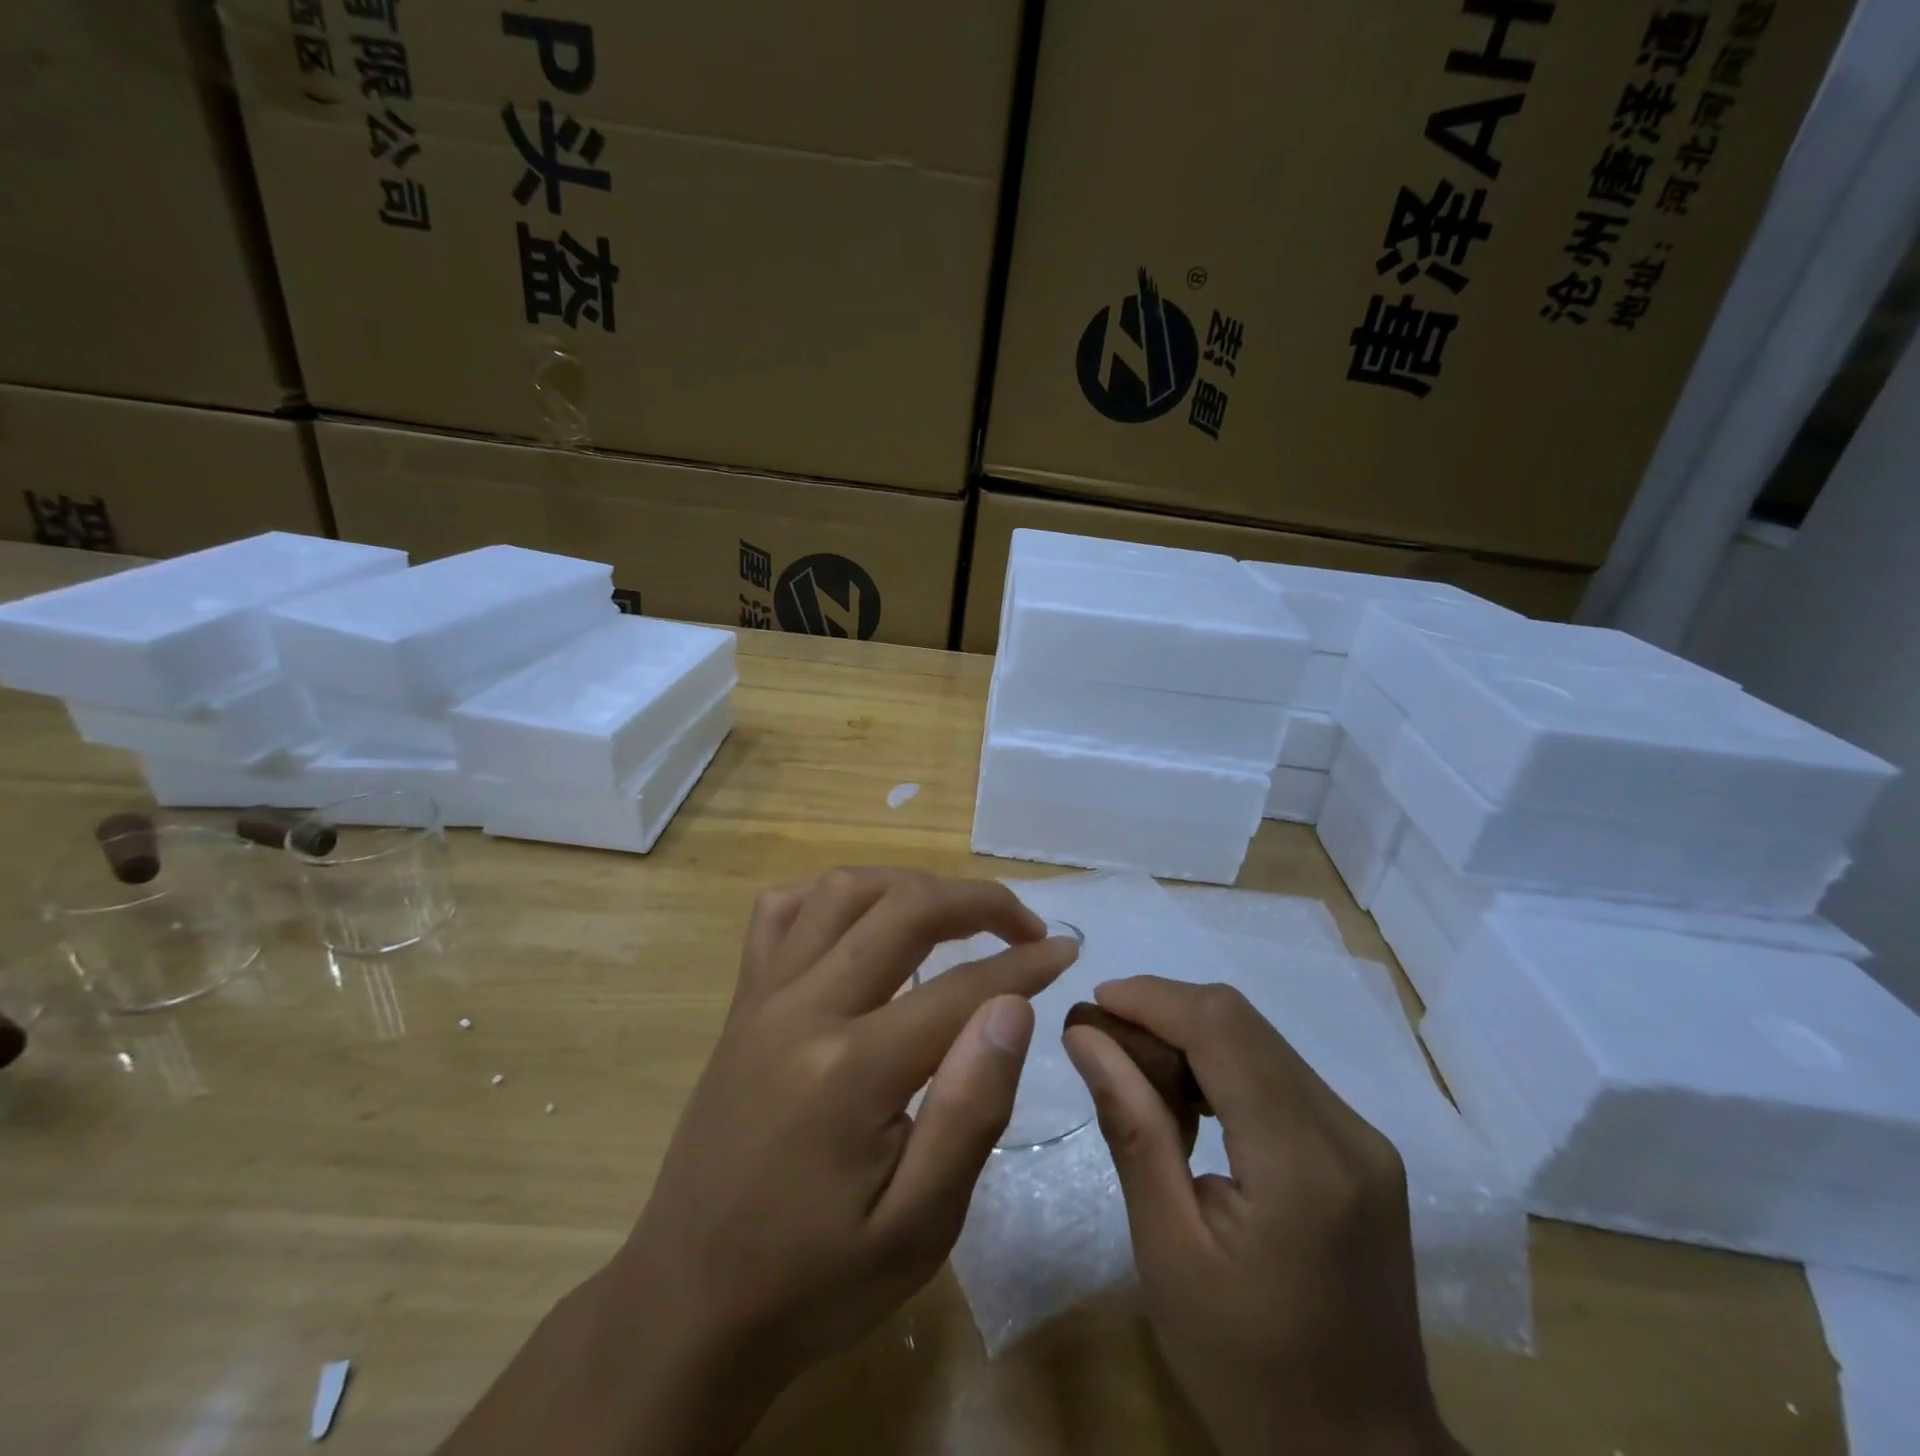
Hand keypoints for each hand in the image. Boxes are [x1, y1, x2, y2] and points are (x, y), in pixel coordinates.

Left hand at [437, 868, 1077, 1455]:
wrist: (690, 1303)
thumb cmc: (816, 1280)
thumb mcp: (918, 1229)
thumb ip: (970, 1110)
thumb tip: (1012, 1006)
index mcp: (851, 1070)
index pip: (961, 987)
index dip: (1024, 962)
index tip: (1065, 950)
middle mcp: (803, 1008)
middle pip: (903, 909)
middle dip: (978, 901)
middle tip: (1025, 925)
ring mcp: (763, 996)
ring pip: (844, 890)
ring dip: (910, 885)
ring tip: (955, 914)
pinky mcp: (742, 1002)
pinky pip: (782, 912)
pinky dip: (834, 896)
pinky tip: (864, 919)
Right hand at [1064, 977, 1462, 1455]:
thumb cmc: (1247, 1371)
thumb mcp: (1168, 1252)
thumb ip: (1131, 1129)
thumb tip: (1085, 1037)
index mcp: (1301, 1163)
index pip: (1222, 1027)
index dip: (1152, 998)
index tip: (1091, 1005)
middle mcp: (1346, 1132)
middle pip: (1242, 1022)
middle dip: (1164, 1013)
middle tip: (1102, 1042)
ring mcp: (1362, 1139)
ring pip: (1260, 1040)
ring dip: (1191, 1037)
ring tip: (1135, 1074)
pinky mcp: (1361, 1150)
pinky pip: (1279, 1073)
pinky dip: (1222, 1067)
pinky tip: (1188, 1104)